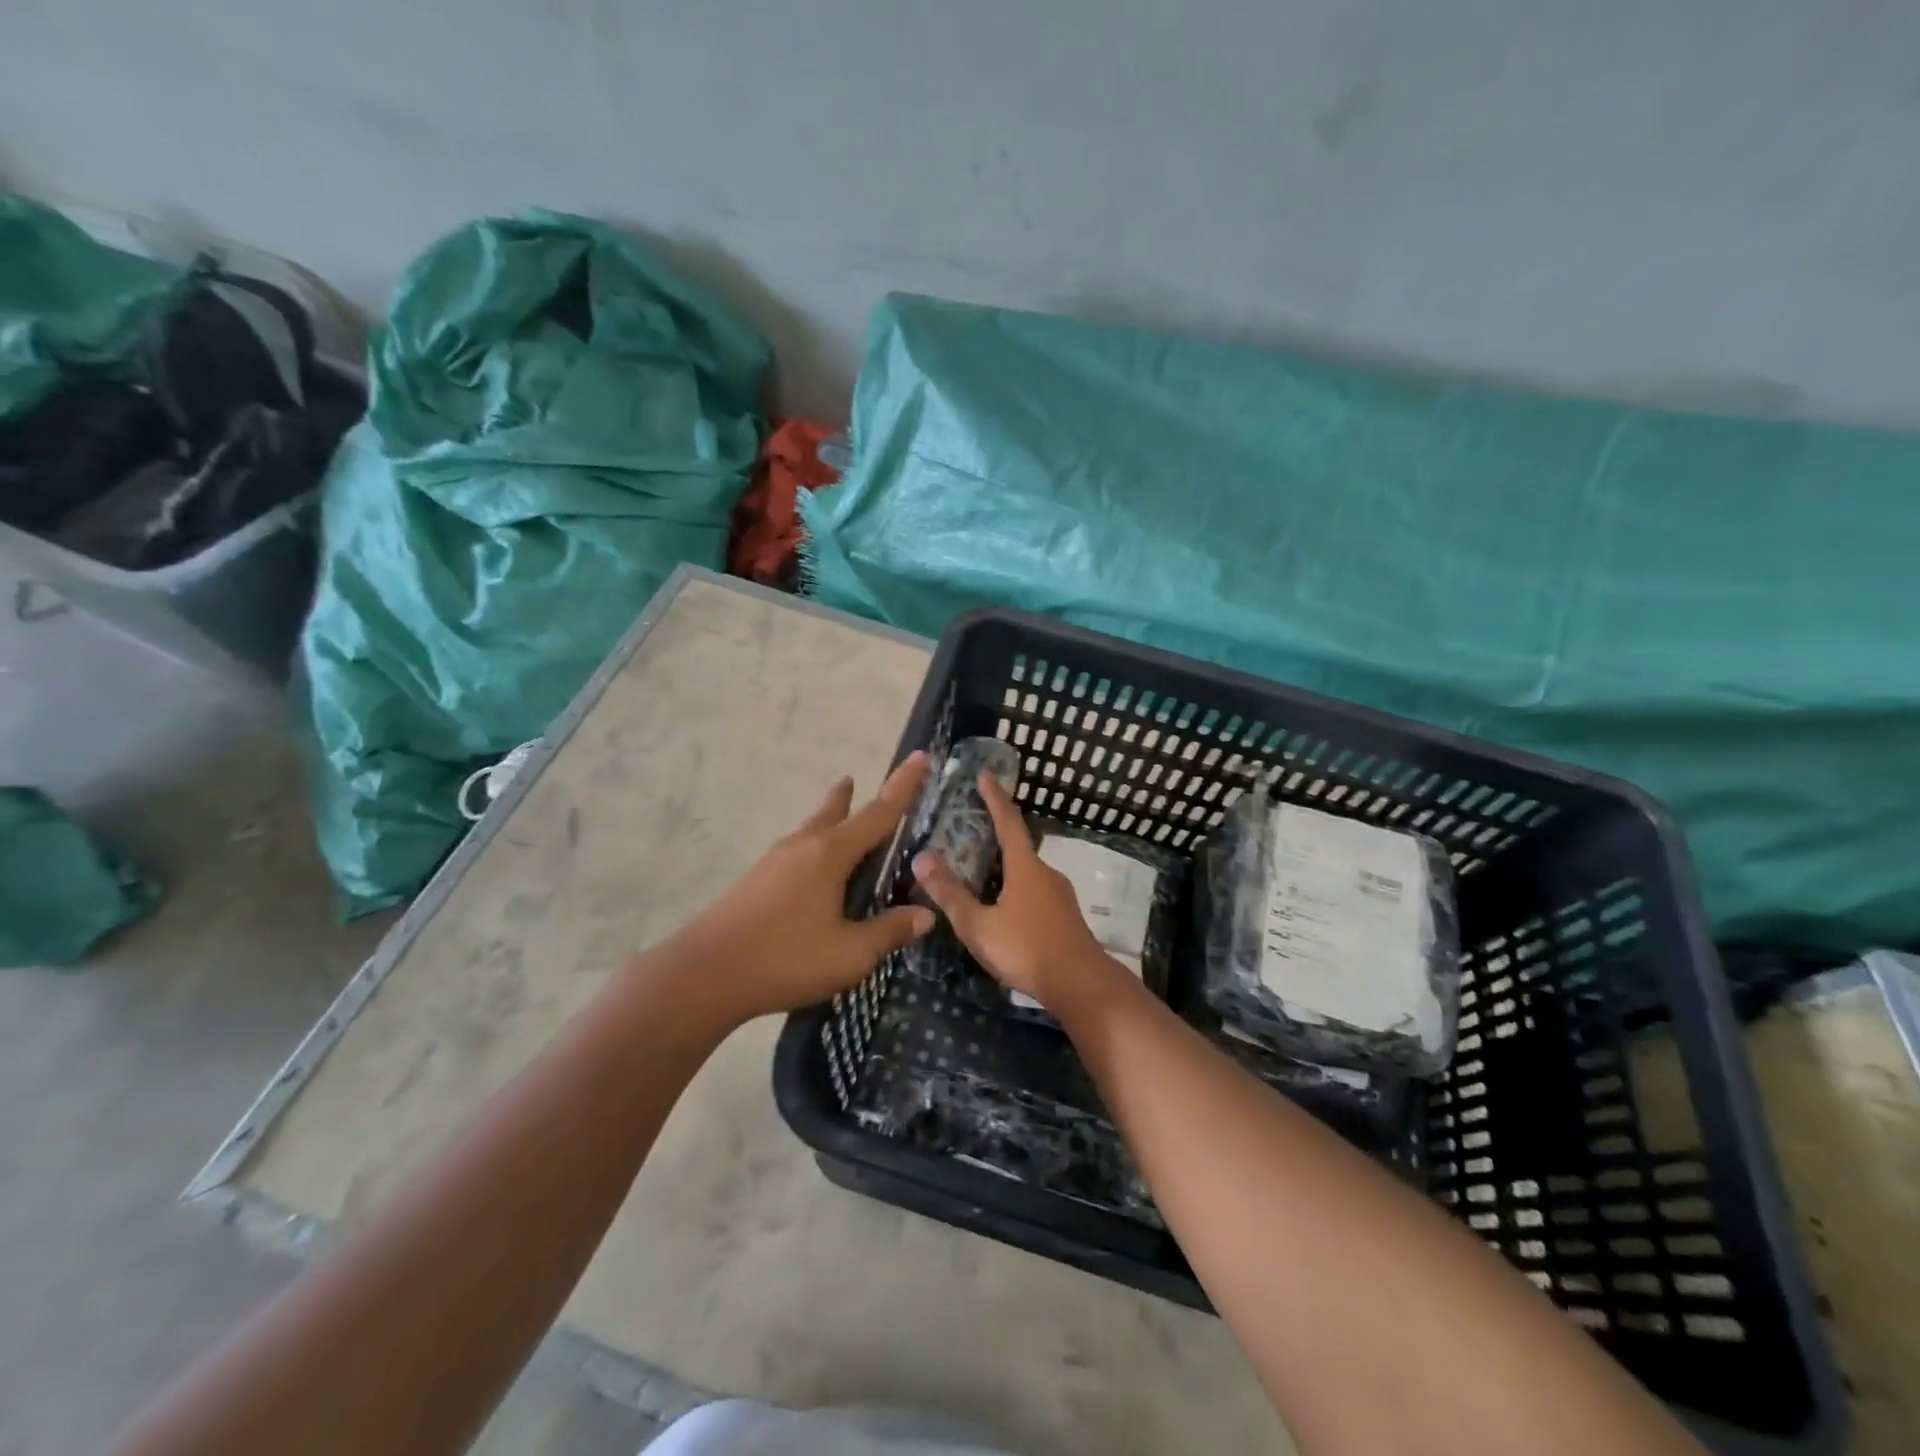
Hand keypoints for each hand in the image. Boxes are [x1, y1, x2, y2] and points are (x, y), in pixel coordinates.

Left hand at [668, 753, 935, 1025]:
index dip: (903, 786)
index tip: (920, 756)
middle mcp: (802, 847)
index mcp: (830, 854)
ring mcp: (773, 861)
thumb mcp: (850, 954)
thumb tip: (926, 914)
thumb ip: (889, 931)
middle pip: (835, 812)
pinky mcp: (755, 880)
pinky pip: (796, 851)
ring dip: (829, 817)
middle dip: (852, 796)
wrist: (703, 974)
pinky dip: (814, 846)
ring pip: (811, 829)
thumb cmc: (785, 959)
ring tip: (838, 811)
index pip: (878, 813)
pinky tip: (811, 871)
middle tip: (858, 781)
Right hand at [912, 772, 1114, 1010]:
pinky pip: (1036, 892)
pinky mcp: (1065, 917)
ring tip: (983, 870)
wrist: (1081, 985)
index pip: (1008, 821)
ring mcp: (1060, 895)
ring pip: (1028, 871)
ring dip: (1007, 865)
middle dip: (999, 831)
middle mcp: (1045, 873)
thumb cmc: (1026, 948)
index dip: (995, 798)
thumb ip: (951, 893)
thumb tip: (922, 857)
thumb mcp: (979, 925)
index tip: (986, 775)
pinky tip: (1005, 907)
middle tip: (975, 825)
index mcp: (1025, 867)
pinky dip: (1017, 887)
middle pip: (1020, 845)